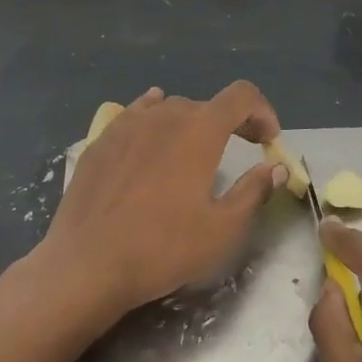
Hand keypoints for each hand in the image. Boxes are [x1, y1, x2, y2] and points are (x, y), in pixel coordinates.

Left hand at [39, 82, 288, 317]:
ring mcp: (128, 124)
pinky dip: (154, 117)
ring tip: (196, 149)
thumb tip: (274, 168)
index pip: (242, 96)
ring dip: (193, 123)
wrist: (87, 265)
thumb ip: (253, 190)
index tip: (269, 140)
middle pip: (207, 105)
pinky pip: (135, 115)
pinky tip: (152, 128)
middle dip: (232, 122)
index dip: (262, 111)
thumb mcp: (222, 229)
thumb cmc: (163, 248)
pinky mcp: (101, 141)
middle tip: (243, 147)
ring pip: (170, 109)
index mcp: (200, 130)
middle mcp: (165, 115)